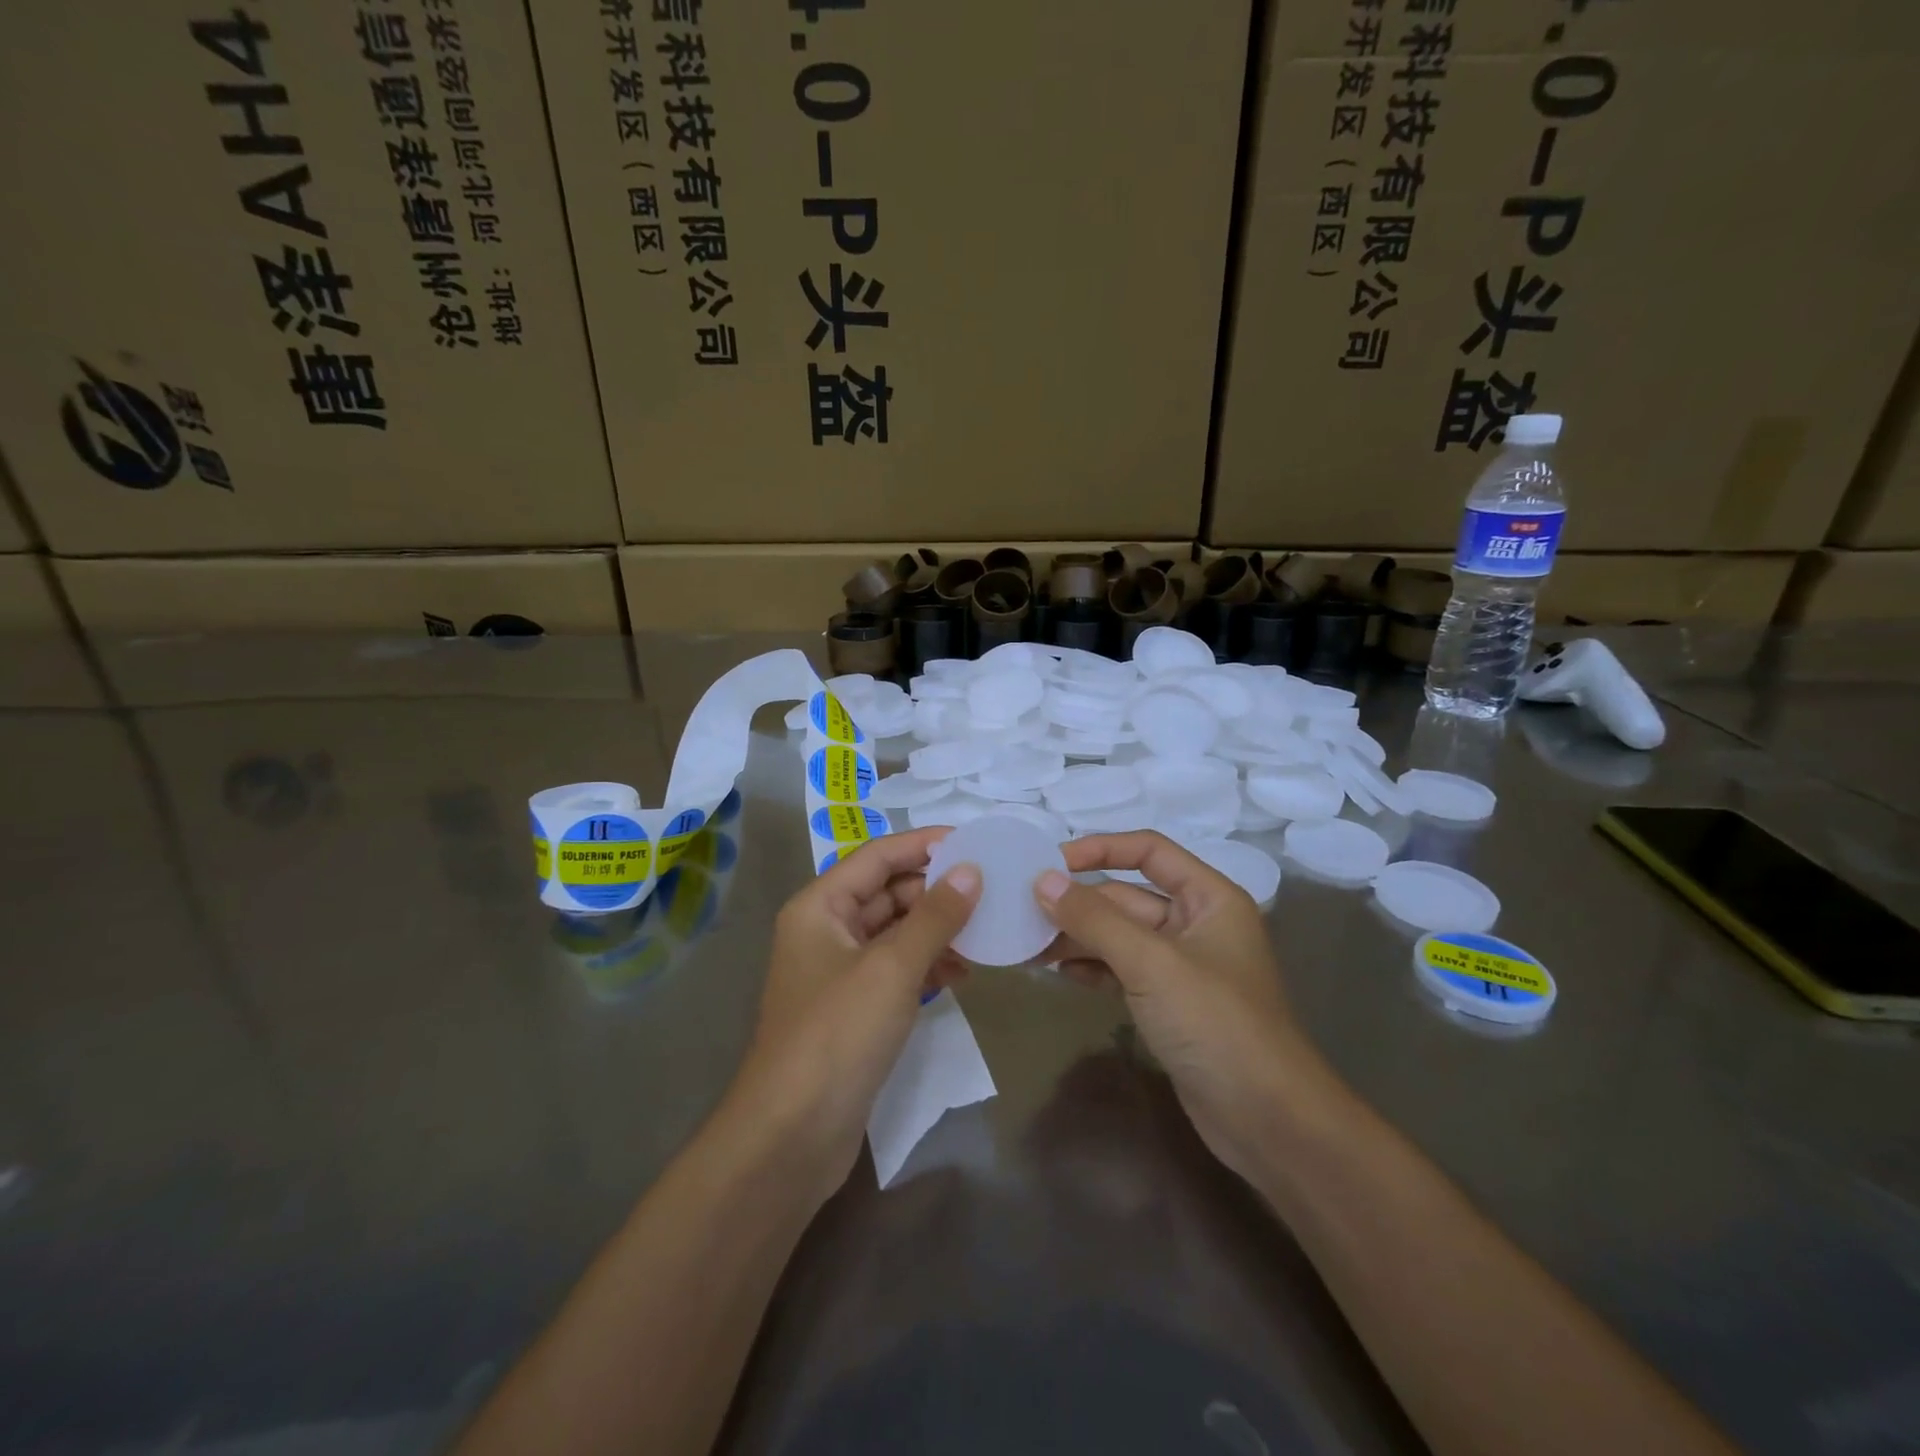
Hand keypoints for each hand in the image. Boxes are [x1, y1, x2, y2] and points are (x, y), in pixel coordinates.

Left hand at [728, 827, 980, 1203]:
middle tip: (991, 889)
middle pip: (887, 892)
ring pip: (896, 932)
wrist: (792, 1135)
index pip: (877, 857)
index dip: (924, 844)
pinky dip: (928, 964)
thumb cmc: (838, 1034)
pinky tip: (963, 972)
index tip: (973, 841)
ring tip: (985, 933)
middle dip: (936, 890)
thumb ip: (935, 915)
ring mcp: (840, 971)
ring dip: (937, 929)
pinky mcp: (855, 1008)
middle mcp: (825, 930)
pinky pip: (897, 968)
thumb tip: (971, 870)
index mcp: (820, 906)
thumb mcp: (892, 967)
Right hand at [1033, 832, 1334, 1183]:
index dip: (1100, 848)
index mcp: (1209, 897)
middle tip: (1023, 910)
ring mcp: (1182, 967)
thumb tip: (1042, 880)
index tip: (1050, 861)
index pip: (1149, 851)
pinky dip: (1091, 968)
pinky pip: (1122, 970)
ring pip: (1120, 936)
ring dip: (1077, 937)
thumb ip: (1094, 919)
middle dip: (1078, 903)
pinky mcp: (1168, 1004)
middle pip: (1128, 897)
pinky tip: (1058, 973)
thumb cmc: (1216, 1024)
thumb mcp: (1151, 963)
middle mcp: (1196, 923)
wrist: (1268, 1120)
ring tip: (1029, 945)